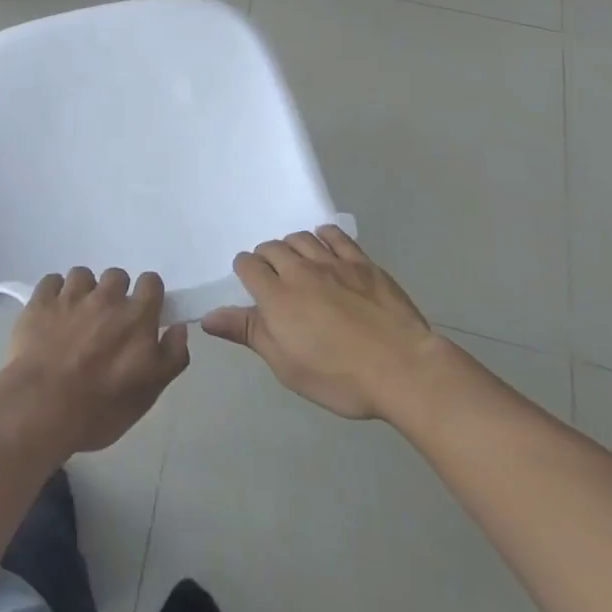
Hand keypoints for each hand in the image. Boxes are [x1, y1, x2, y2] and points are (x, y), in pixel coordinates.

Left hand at [0, 267, 189, 455]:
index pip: (151, 282)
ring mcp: (71, 296)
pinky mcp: (41, 300)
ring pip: (82, 275)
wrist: (41, 408)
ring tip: (75, 316)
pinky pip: (51, 281)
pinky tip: (51, 313)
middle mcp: (106, 298)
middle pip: (116, 275)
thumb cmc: (100, 408)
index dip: (147, 294)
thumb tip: (178, 327)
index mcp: (136, 317)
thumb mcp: (148, 394)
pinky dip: (54, 293)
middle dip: (114, 293)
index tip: (141, 313)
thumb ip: (171, 357)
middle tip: (105, 321)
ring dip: (83, 291)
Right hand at [201, 224, 436, 419]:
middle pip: (272, 248)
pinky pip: (335, 235)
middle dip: (267, 258)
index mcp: (276, 296)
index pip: (247, 264)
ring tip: (298, 264)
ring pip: (301, 238)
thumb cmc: (339, 377)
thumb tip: (208, 317)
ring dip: (293, 247)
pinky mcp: (362, 262)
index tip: (253, 287)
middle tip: (275, 279)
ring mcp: (333, 262)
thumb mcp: (286, 365)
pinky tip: (325, 246)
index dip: (246, 272)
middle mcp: (299, 270)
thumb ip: (248, 333)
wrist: (402, 369)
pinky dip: (324, 235)